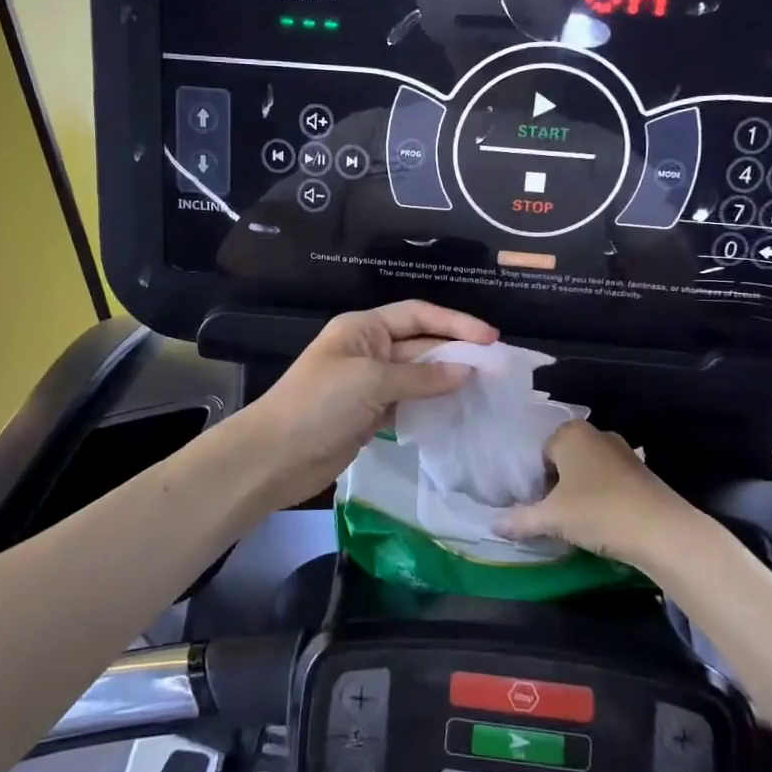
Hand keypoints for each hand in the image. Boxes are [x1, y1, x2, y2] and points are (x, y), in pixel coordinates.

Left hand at [246, 300, 497, 507]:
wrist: (276, 456)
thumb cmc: (319, 404)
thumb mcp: (371, 381)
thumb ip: (421, 376)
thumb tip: (467, 371)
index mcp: (363, 328)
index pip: (417, 314)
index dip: (454, 322)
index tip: (490, 338)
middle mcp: (369, 350)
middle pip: (421, 343)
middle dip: (456, 352)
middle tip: (496, 367)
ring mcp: (369, 384)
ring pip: (418, 375)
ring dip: (448, 380)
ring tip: (485, 389)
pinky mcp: (371, 414)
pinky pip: (409, 402)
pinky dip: (432, 405)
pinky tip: (458, 411)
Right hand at [495, 421, 689, 566]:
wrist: (664, 532)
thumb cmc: (599, 511)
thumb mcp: (552, 518)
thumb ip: (520, 519)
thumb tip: (493, 524)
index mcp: (570, 433)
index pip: (537, 451)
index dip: (530, 479)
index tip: (528, 504)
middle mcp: (596, 434)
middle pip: (562, 459)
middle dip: (552, 484)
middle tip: (545, 513)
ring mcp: (622, 452)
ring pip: (586, 471)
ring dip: (576, 493)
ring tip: (569, 521)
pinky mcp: (641, 474)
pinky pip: (607, 482)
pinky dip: (598, 498)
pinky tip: (597, 523)